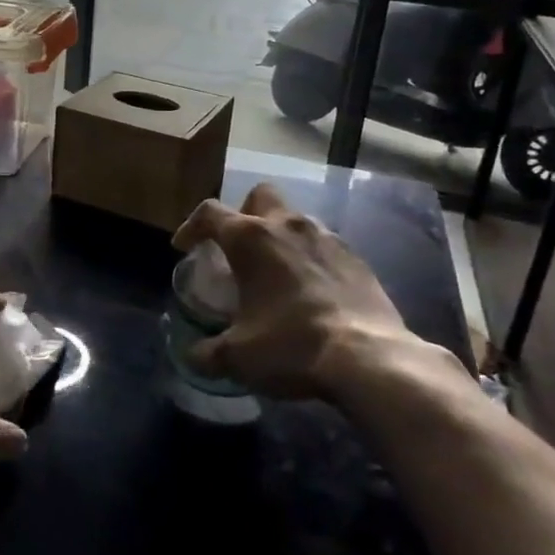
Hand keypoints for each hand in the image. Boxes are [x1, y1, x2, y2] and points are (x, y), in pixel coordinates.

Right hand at [172, 183, 450, 401]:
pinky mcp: (358, 258)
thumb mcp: (238, 357)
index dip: (191, 227)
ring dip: (280, 236)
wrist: (369, 359)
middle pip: (260, 196)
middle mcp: (287, 226)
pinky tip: (311, 291)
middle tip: (237, 247)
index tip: (184, 247)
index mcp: (250, 238)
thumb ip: (207, 353)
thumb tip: (191, 356)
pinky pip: (325, 246)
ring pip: (296, 218)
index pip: (209, 213)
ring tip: (276, 272)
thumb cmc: (291, 346)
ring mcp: (327, 238)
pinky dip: (311, 259)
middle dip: (244, 213)